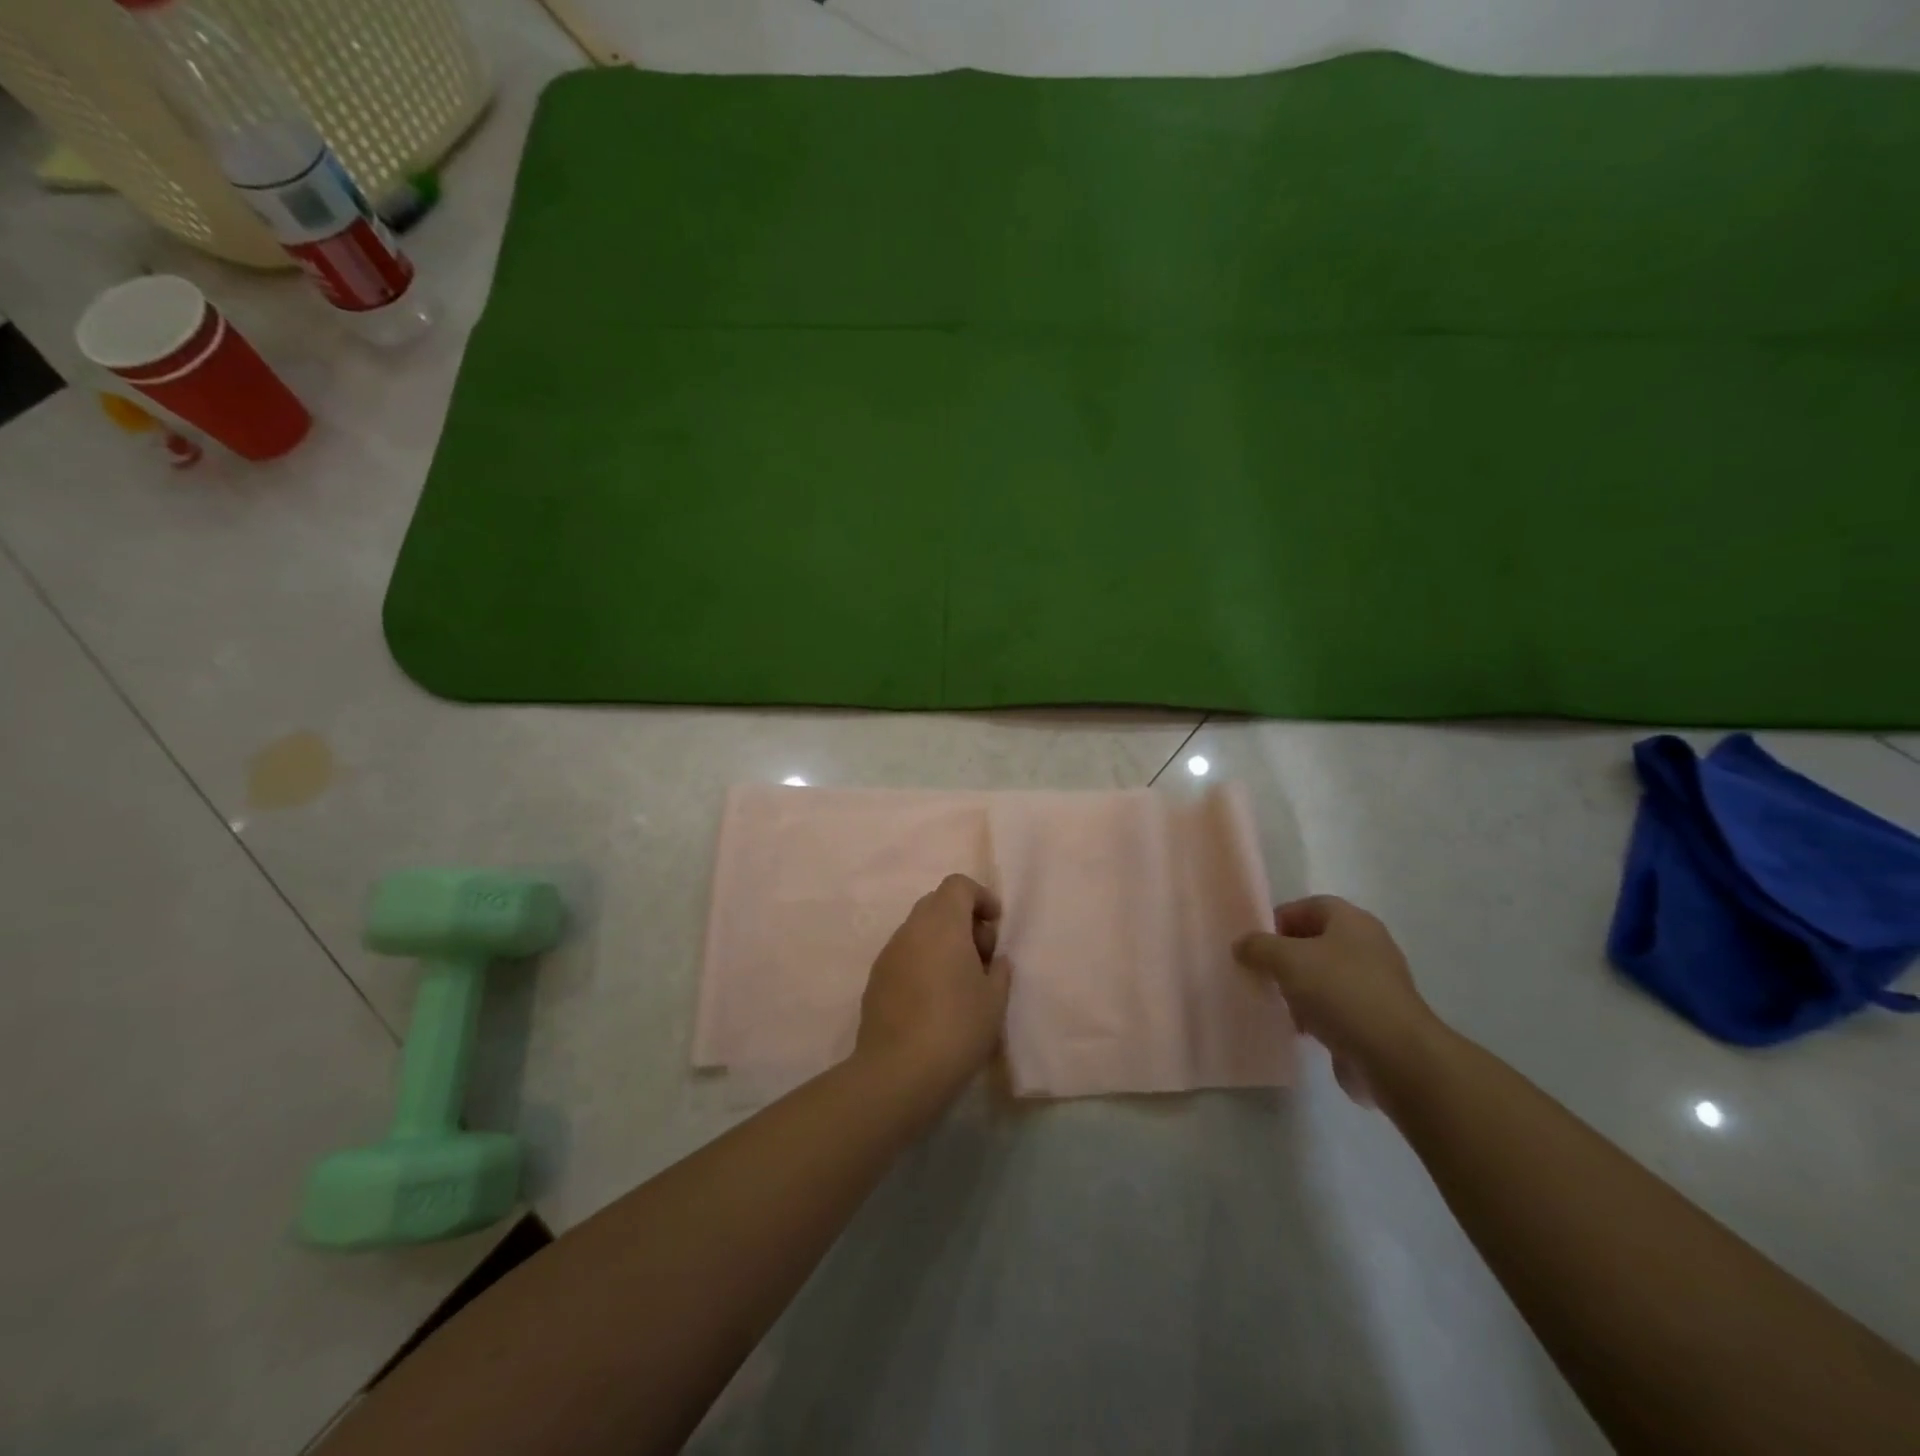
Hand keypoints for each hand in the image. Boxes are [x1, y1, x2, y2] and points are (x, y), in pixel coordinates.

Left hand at [855, 873, 1012, 1096]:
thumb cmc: (957, 1027)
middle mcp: (911, 929)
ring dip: (941, 942)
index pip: (958, 885)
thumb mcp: (995, 999)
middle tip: (981, 955)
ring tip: (959, 981)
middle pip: (937, 904)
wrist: (898, 1072)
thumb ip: (998, 969)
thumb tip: (992, 960)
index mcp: (942, 923)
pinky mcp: (875, 979)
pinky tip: (934, 999)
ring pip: (919, 930)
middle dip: (962, 920)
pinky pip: (904, 955)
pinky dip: (922, 962)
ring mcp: (888, 953)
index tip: (996, 924)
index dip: (981, 897)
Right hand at [1233, 896, 1439, 1102]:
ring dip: (1298, 988)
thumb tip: (1242, 945)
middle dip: (1285, 957)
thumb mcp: (1287, 960)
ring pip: (1323, 976)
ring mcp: (1374, 984)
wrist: (1394, 1057)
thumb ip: (1258, 947)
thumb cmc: (1339, 992)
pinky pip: (1335, 1007)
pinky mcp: (1375, 1018)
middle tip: (1262, 973)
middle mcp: (1367, 946)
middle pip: (1315, 941)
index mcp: (1352, 921)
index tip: (1256, 944)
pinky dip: (1315, 1014)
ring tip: (1278, 1004)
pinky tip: (1300, 1029)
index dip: (1279, 919)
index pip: (1308, 906)